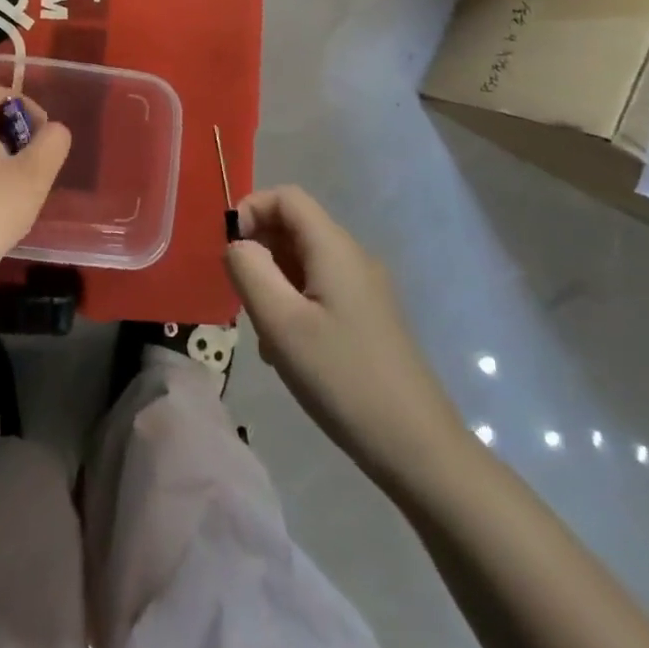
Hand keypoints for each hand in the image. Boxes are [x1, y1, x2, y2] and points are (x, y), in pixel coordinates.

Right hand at [226, 186, 460, 464]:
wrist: (419, 450)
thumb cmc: (343, 378)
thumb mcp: (281, 323)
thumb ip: (249, 271)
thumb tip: (237, 244)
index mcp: (334, 247)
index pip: (286, 197)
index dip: (251, 210)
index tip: (229, 253)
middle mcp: (353, 258)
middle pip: (295, 227)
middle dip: (260, 252)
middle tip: (244, 298)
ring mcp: (365, 289)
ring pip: (303, 262)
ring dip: (274, 284)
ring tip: (267, 334)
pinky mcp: (369, 318)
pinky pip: (319, 290)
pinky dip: (294, 305)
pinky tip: (290, 351)